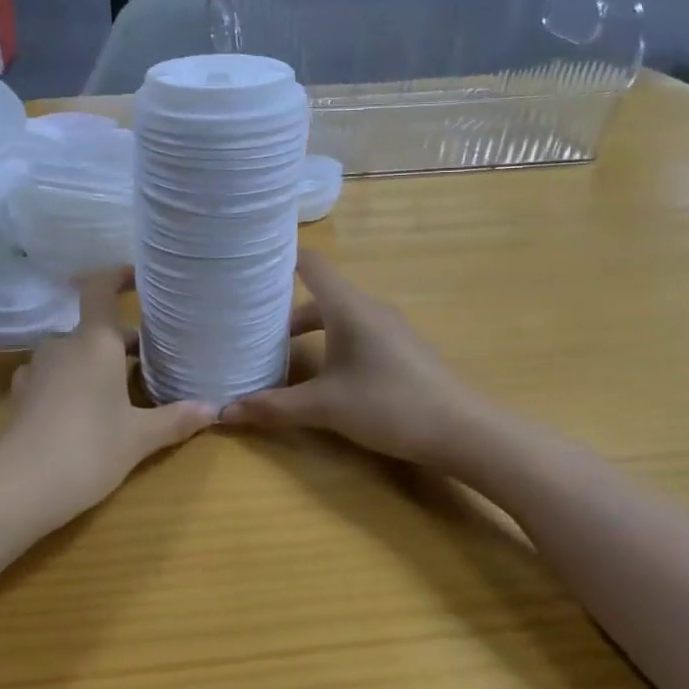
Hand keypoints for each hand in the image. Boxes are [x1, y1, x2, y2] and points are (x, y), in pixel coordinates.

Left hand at [0, 270, 216, 529]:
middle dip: (122, 341)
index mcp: (93, 342)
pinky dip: (71, 381)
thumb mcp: (139, 437)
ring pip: (73, 353)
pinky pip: (52, 375)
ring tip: (120, 388)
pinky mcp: (20, 395)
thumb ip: (175, 419)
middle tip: (151, 360)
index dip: (119, 276)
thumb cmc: (88, 449)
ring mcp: (36, 369)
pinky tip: (82, 409)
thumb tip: (213, 409)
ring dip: (96, 362)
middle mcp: (62, 345)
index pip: (101, 289)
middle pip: (94, 329)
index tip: (139, 278)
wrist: (18, 488)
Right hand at [220, 251, 476, 467]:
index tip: (249, 264)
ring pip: (339, 316)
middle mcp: (368, 308)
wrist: (464, 431)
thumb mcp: (325, 408)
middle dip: (284, 307)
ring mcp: (389, 328)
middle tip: (251, 322)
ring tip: (279, 352)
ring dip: (309, 329)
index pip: (311, 263)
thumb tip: (224, 412)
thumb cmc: (390, 405)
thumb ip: (274, 407)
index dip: (280, 258)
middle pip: (320, 294)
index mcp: (348, 306)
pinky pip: (356, 332)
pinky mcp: (401, 349)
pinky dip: (332, 342)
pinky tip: (323, 373)